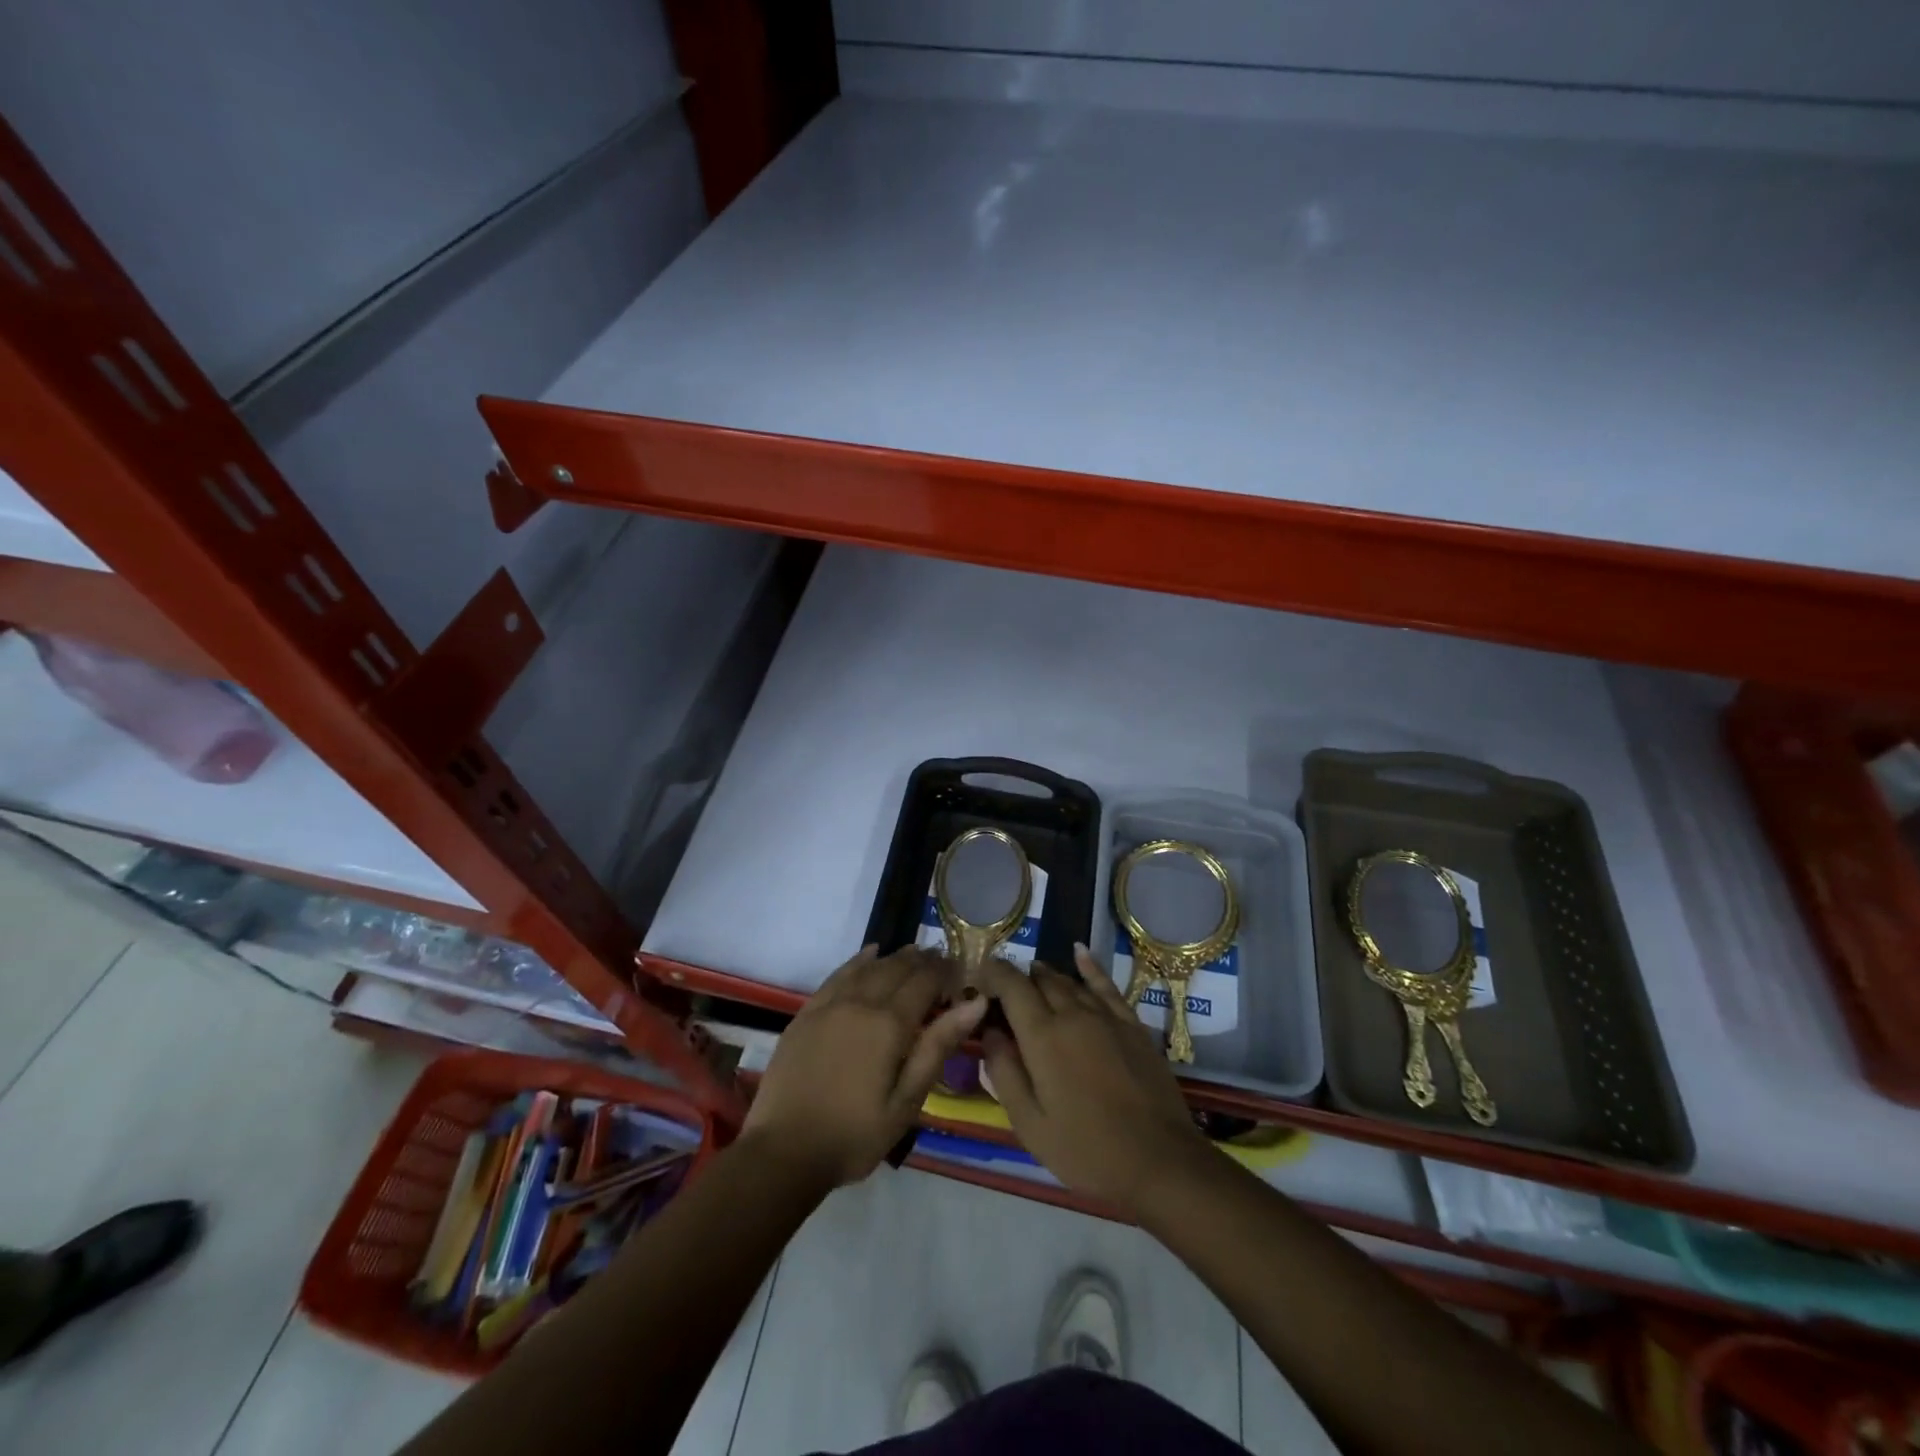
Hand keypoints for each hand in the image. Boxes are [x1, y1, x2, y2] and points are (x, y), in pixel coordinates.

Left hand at [742, 945, 987, 1188]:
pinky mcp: (807, 1013)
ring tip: (913, 954)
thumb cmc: (855, 1135)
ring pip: (869, 967)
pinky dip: (858, 961)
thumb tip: (974, 1003)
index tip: (961, 969)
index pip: (925, 982)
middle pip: (897, 968)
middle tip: (941, 960)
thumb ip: (938, 1046)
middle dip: (923, 961)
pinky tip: (869, 954)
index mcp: (889, 1024)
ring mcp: (830, 1004)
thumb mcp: (907, 1101)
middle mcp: (861, 1003)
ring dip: (894, 958)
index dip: (946, 971)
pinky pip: (838, 975)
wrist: (784, 1152)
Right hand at [974, 948, 1212, 1213]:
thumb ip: (1004, 1073)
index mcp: (1042, 1036)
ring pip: (1069, 982)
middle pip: (1040, 980)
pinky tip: (1079, 953)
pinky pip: (1106, 986)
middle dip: (1017, 978)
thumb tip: (989, 1032)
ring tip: (1032, 975)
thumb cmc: (1087, 1150)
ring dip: (1047, 976)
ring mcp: (1106, 1016)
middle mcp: (1072, 1014)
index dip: (992, 974)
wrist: (1159, 1160)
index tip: (978, 975)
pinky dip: (1090, 967)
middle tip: (1003, 990)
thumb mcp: (1030, 1124)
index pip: (1012, 986)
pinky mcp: (1132, 1025)